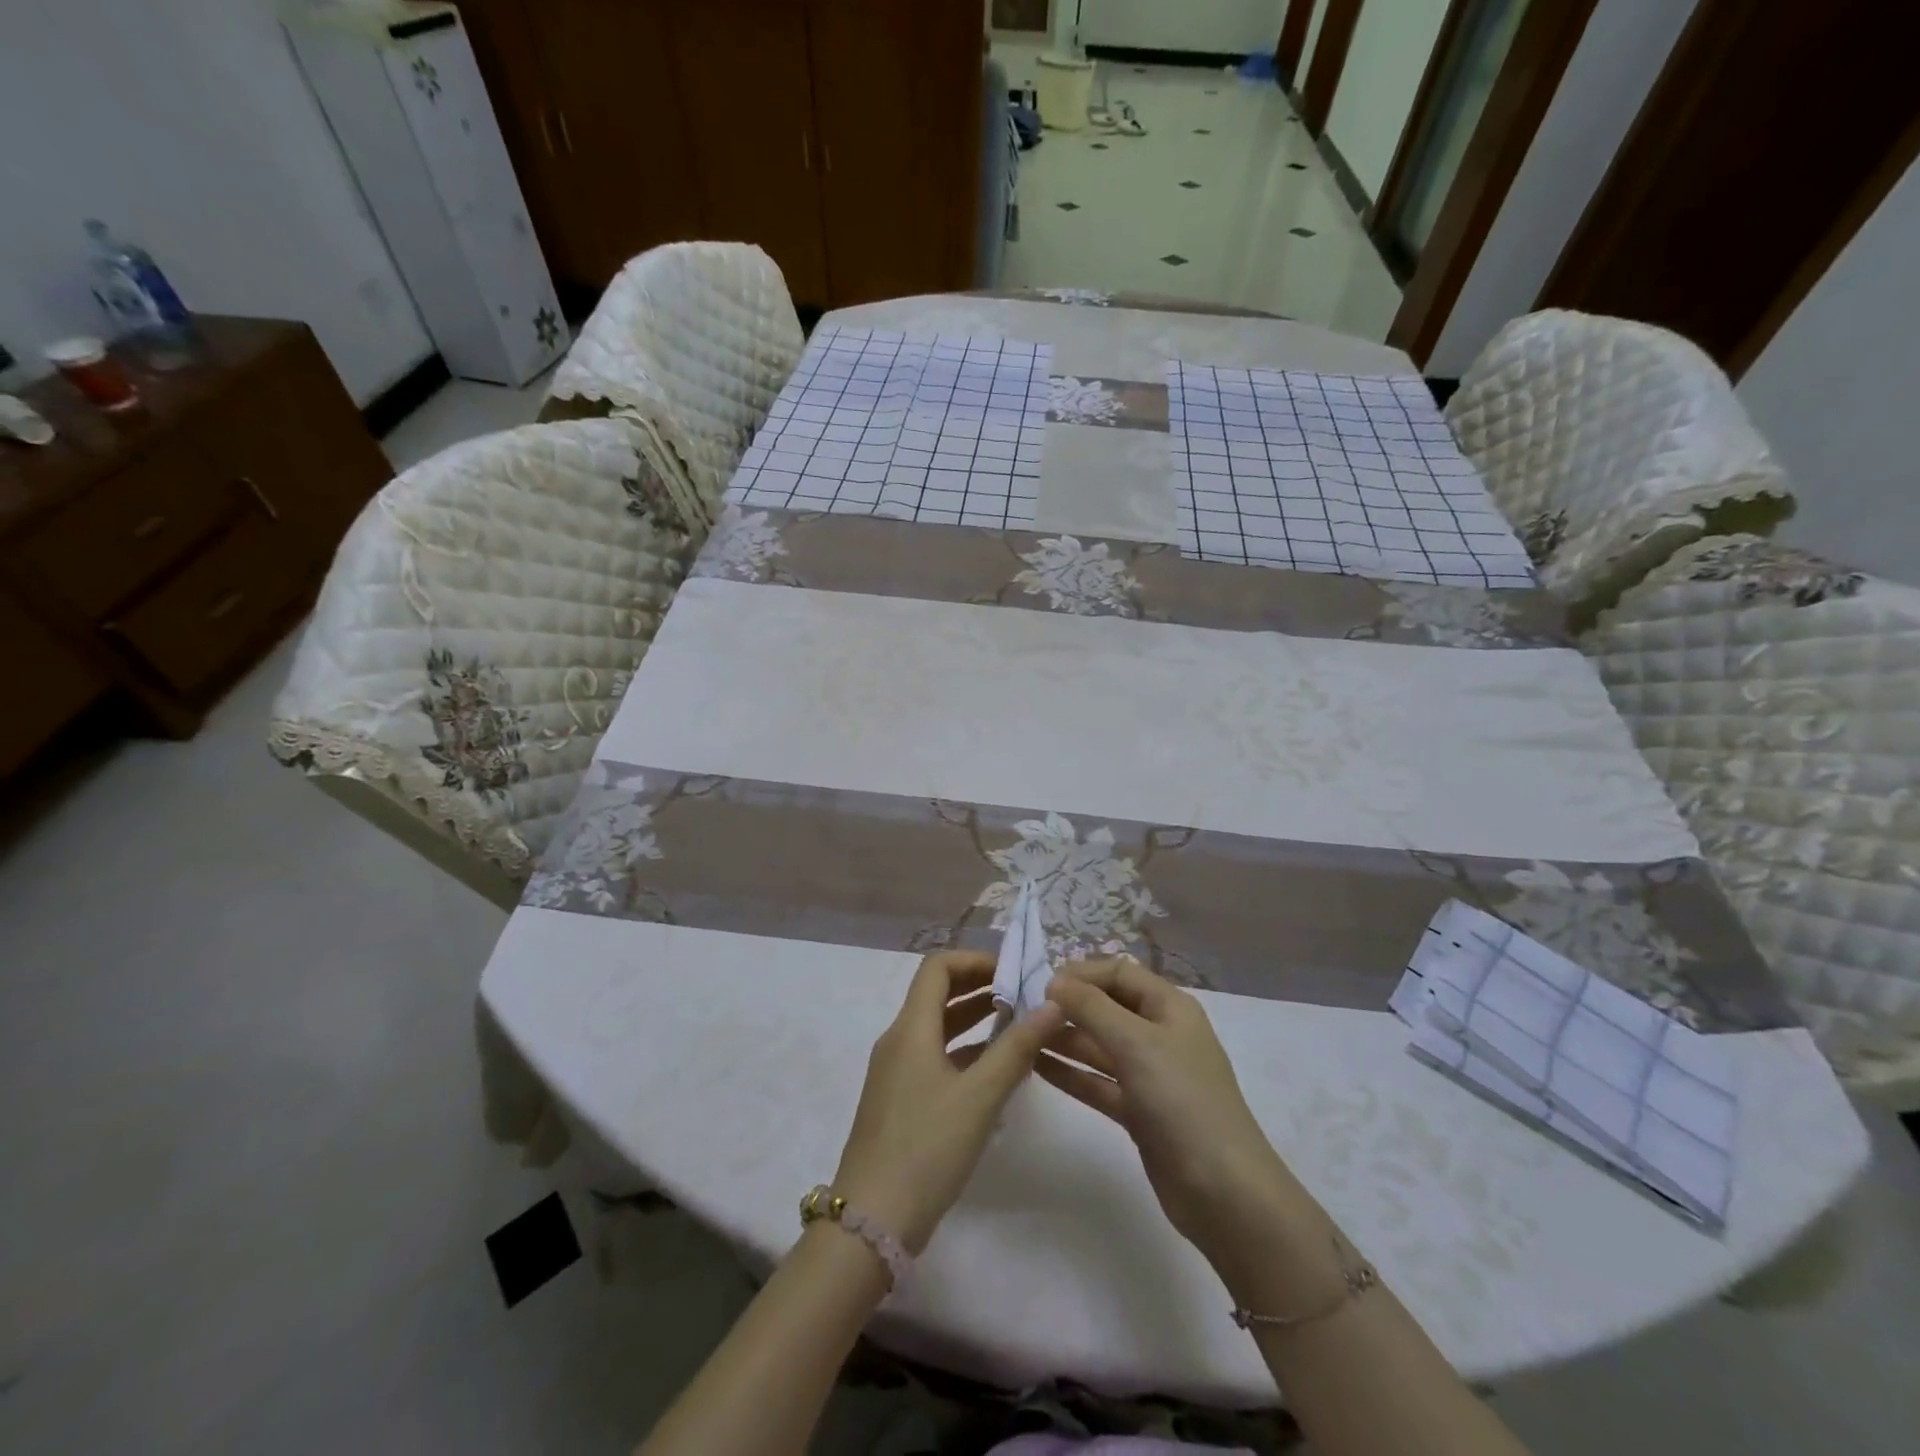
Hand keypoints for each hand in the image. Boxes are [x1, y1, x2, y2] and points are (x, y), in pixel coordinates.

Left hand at [831, 950, 1063, 1254]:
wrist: (871, 1222)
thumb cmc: (926, 1148)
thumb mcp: (979, 1097)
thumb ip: (1016, 1049)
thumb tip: (1052, 1004)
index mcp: (911, 1028)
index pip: (937, 967)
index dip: (975, 960)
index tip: (1013, 973)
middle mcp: (899, 1040)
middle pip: (937, 993)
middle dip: (979, 987)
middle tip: (1023, 995)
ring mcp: (896, 1072)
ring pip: (938, 1028)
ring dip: (974, 1020)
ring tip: (1018, 1025)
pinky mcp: (900, 1100)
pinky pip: (935, 1058)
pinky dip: (964, 1052)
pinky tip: (996, 1071)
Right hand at [1039, 957, 1309, 1279]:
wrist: (1224, 1193)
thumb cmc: (1182, 1101)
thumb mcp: (1136, 1043)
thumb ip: (1091, 1007)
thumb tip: (1054, 980)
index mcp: (1170, 1007)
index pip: (1119, 973)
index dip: (1082, 974)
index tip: (1041, 985)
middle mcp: (1160, 1034)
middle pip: (1108, 1007)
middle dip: (1069, 1006)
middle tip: (1024, 1012)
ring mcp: (1150, 1075)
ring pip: (1099, 1046)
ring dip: (1065, 1039)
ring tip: (1021, 1036)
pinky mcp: (1139, 1111)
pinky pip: (1098, 1081)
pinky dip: (1071, 1073)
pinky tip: (1036, 1066)